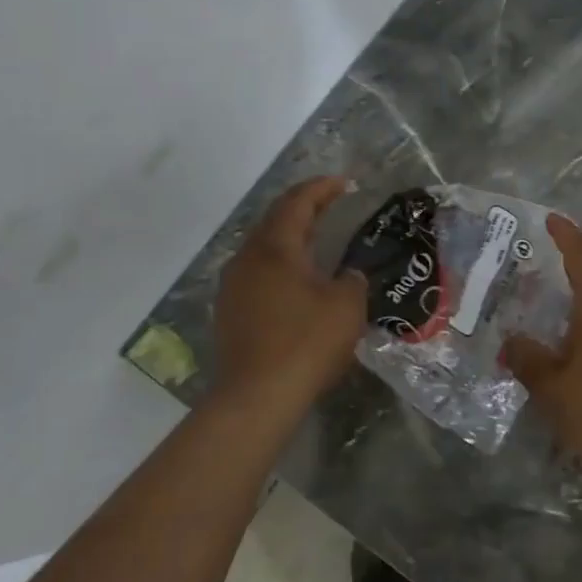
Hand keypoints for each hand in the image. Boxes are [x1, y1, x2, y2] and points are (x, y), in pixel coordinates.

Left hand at [212, 177, 367, 416]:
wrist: (256, 398)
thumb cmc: (305, 343)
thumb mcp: (346, 307)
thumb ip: (352, 281)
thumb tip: (346, 276)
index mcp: (274, 248)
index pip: (297, 203)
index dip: (321, 188)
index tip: (344, 183)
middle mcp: (247, 259)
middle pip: (275, 221)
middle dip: (304, 209)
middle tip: (332, 206)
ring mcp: (233, 287)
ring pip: (263, 250)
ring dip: (290, 239)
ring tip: (317, 243)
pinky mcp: (229, 313)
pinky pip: (257, 275)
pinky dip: (280, 267)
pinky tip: (297, 283)